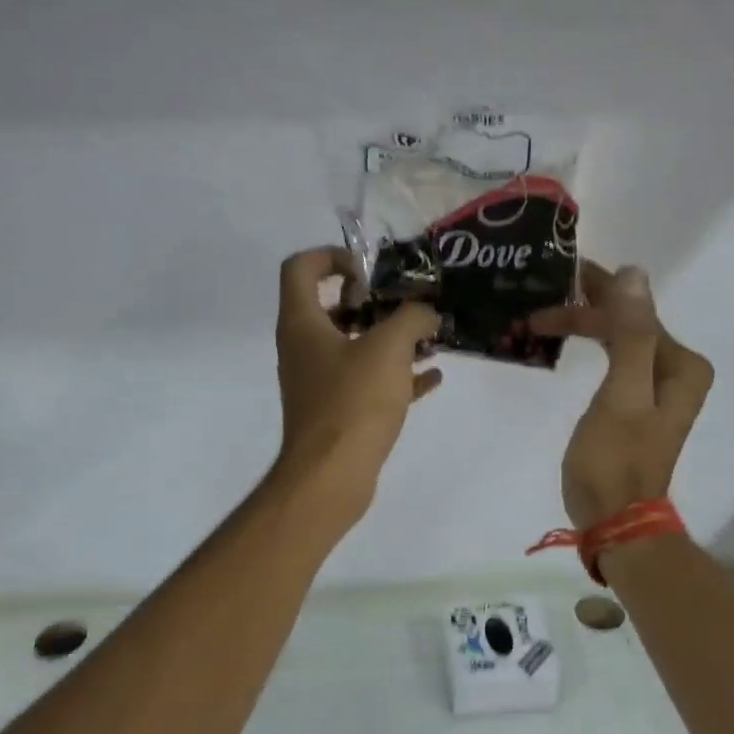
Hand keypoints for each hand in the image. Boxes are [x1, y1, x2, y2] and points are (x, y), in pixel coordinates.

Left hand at [272, 247, 442, 528]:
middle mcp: (304, 348)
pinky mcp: (337, 412)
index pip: (301, 267)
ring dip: (389, 339)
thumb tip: (428, 312)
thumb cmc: (353, 402)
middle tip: (406, 305)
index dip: (333, 256)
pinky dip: (396, 376)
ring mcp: (319, 382)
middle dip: (373, 302)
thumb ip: (412, 317)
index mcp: (302, 323)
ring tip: (429, 338)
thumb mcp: (389, 348)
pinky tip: (432, 377)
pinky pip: (367, 383)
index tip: (370, 270)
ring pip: (353, 347)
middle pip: (332, 307)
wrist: (331, 477)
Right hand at [531, 261, 713, 528]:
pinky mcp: (635, 404)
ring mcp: (656, 388)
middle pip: (628, 323)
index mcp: (681, 365)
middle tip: (538, 301)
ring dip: (582, 325)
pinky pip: (612, 360)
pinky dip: (587, 347)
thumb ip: (631, 333)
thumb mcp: (621, 394)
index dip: (593, 294)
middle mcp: (676, 370)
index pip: (635, 313)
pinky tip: (563, 342)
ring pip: (617, 339)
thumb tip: (633, 272)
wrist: (615, 519)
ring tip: (541, 318)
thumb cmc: (615, 459)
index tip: (553, 280)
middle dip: (584, 309)